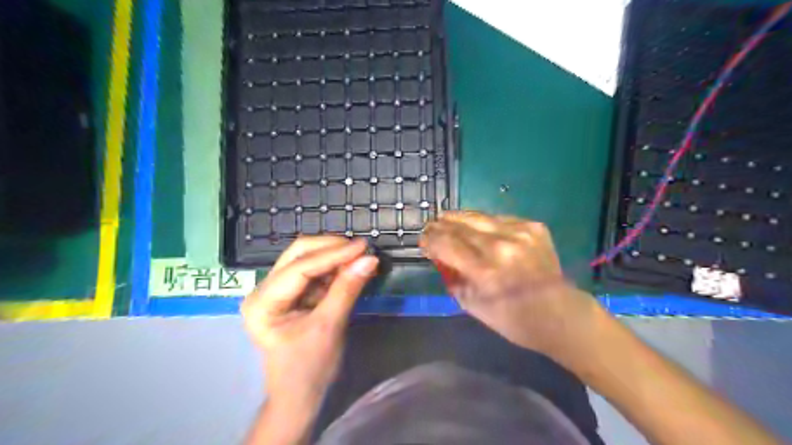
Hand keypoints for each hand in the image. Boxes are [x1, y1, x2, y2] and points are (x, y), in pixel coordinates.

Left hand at [240, 238, 378, 408]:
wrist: (300, 395)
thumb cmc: (309, 368)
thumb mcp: (329, 327)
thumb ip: (347, 290)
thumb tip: (369, 259)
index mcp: (262, 302)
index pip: (299, 268)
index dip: (333, 254)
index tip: (363, 246)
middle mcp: (264, 290)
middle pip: (298, 254)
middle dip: (331, 249)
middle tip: (361, 249)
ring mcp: (277, 290)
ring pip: (307, 258)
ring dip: (335, 256)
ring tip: (361, 257)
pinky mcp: (292, 294)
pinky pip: (314, 271)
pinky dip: (335, 267)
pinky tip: (352, 267)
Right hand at [425, 212, 603, 364]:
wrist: (561, 314)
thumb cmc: (513, 319)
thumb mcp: (473, 306)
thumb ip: (452, 277)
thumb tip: (438, 256)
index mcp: (485, 272)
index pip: (445, 243)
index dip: (429, 239)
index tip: (423, 241)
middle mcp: (501, 246)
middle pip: (459, 225)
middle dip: (440, 225)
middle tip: (432, 228)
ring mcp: (520, 233)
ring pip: (477, 216)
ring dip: (458, 218)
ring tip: (448, 220)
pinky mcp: (533, 226)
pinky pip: (498, 218)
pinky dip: (484, 223)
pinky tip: (480, 229)